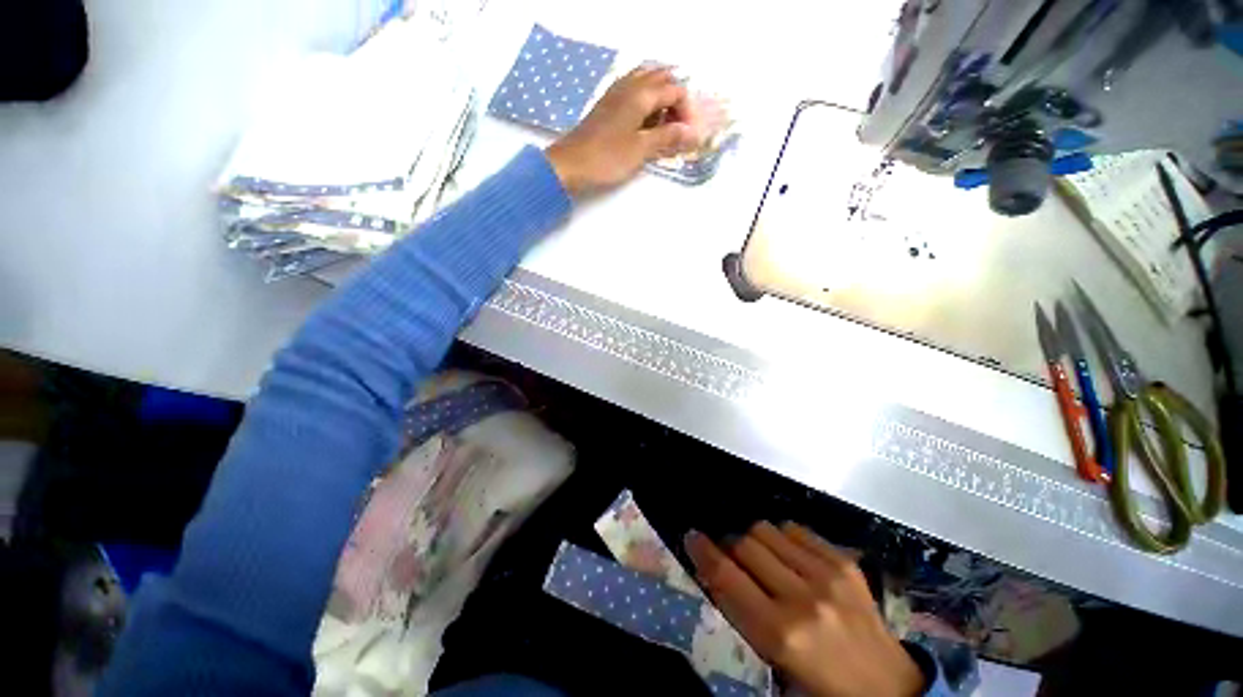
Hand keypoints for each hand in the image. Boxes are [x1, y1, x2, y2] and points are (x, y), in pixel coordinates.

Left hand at [545, 66, 702, 196]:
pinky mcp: (607, 104)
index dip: (687, 111)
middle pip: (662, 79)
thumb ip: (667, 137)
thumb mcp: (641, 149)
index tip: (688, 136)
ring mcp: (615, 92)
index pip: (675, 90)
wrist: (570, 164)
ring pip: (646, 82)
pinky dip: (645, 102)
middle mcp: (629, 85)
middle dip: (675, 101)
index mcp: (641, 94)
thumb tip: (693, 133)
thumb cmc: (607, 158)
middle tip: (677, 128)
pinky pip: (632, 91)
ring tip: (662, 126)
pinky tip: (644, 124)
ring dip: (660, 99)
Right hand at [685, 522, 923, 696]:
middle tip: (730, 556)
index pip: (726, 577)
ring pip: (767, 529)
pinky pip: (796, 529)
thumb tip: (716, 572)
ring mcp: (827, 575)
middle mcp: (802, 597)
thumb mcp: (774, 660)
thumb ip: (742, 614)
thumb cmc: (822, 684)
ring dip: (755, 540)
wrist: (889, 688)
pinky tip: (789, 555)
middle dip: (730, 546)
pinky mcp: (845, 562)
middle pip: (745, 544)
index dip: (703, 551)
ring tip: (762, 556)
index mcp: (781, 633)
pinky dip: (783, 536)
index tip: (692, 537)